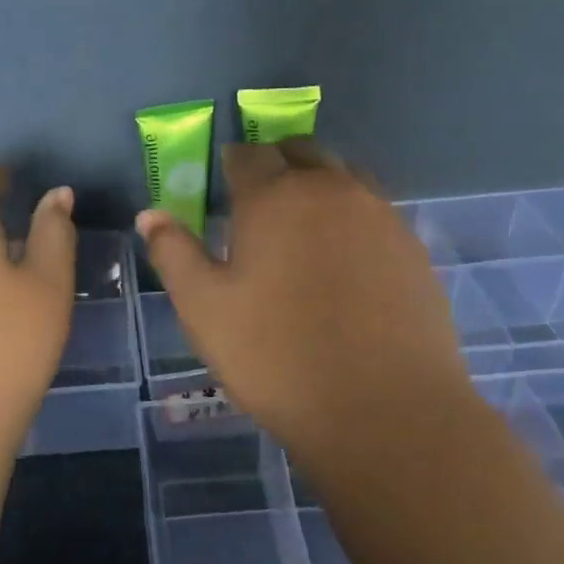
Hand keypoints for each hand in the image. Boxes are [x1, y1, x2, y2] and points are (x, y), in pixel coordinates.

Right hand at [136, 139, 470, 467]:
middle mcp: (331, 190)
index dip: (231, 164)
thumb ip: (174, 253)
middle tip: (259, 201)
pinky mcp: (413, 248)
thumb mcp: (204, 308)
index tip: (223, 184)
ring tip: (302, 227)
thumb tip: (150, 214)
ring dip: (318, 187)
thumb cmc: (276, 356)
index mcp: (275, 197)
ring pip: (343, 178)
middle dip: (276, 165)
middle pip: (301, 153)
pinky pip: (374, 213)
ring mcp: (380, 216)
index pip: (247, 155)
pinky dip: (351, 219)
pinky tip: (344, 262)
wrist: (384, 410)